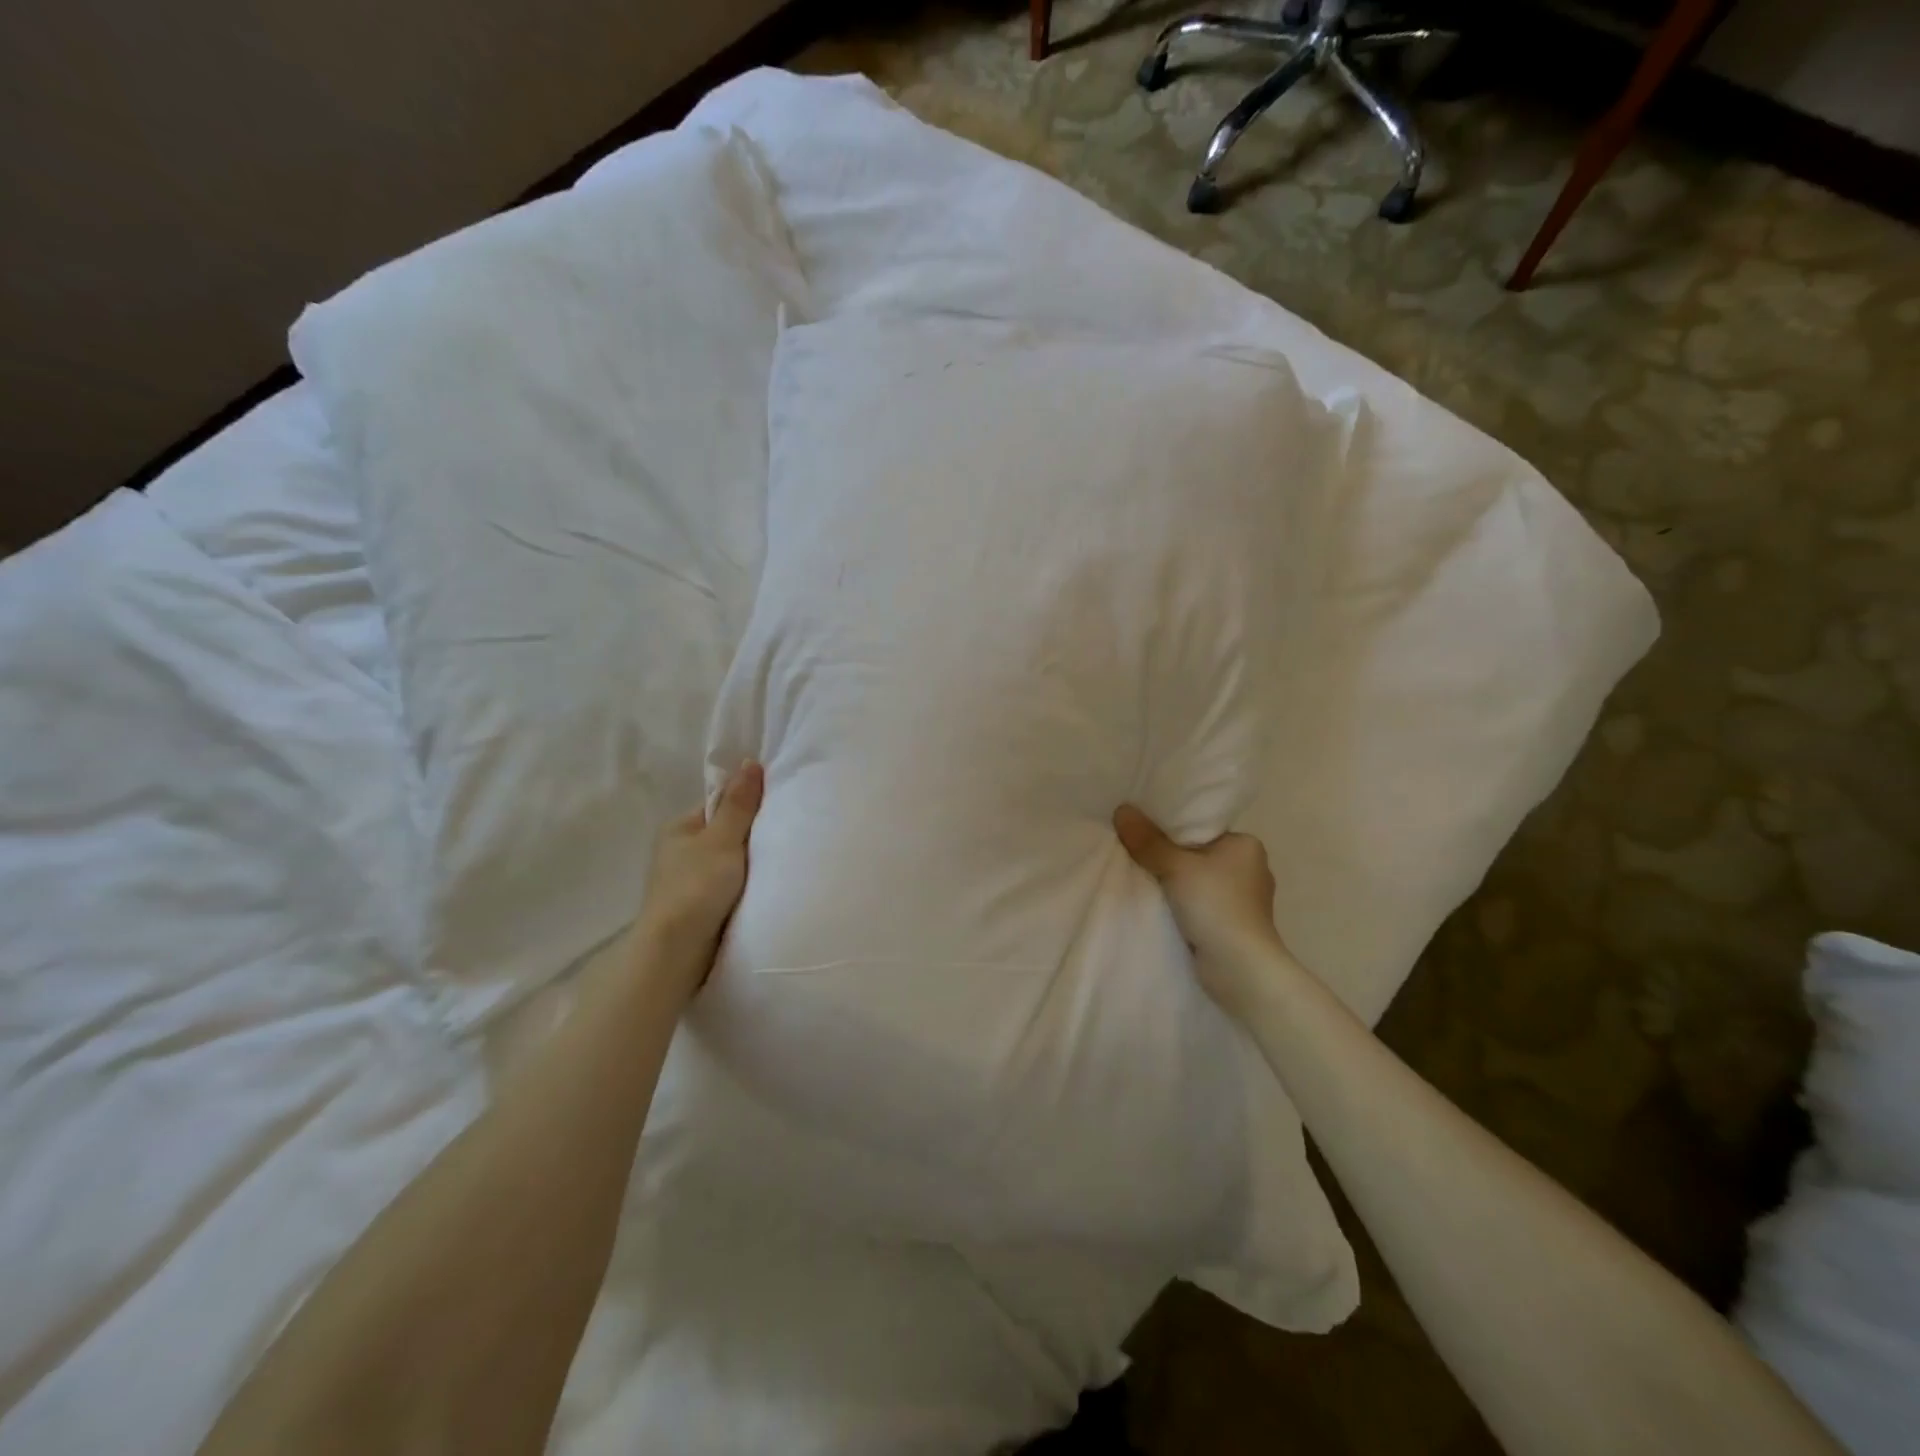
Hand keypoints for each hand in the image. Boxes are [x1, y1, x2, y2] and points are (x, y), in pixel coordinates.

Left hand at [631, 761, 763, 998]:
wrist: (676, 953)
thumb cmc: (696, 888)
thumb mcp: (722, 840)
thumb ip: (739, 804)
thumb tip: (749, 762)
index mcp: (680, 828)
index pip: (720, 804)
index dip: (748, 803)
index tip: (779, 807)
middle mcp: (681, 852)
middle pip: (727, 833)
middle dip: (753, 836)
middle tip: (786, 834)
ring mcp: (689, 882)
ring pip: (730, 862)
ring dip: (751, 865)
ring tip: (782, 862)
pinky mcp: (700, 908)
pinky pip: (730, 887)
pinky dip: (747, 887)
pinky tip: (767, 889)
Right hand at [1113, 803, 1287, 1014]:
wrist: (1240, 968)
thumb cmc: (1215, 906)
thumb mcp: (1175, 866)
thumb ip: (1147, 840)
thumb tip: (1121, 810)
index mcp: (1247, 845)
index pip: (1202, 829)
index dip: (1171, 831)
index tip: (1143, 834)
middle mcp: (1251, 868)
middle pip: (1197, 854)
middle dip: (1171, 859)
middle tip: (1136, 856)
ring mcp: (1245, 900)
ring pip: (1198, 881)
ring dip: (1176, 885)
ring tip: (1144, 881)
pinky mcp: (1235, 925)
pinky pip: (1201, 904)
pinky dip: (1183, 905)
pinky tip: (1161, 907)